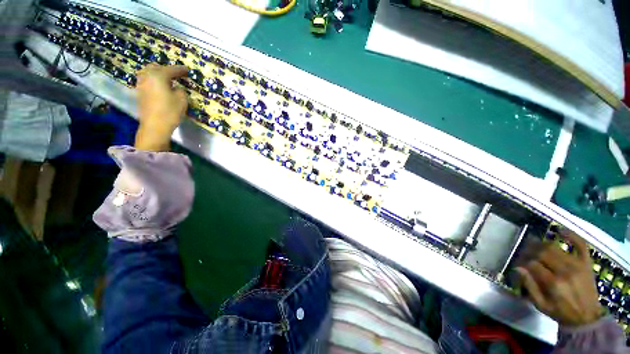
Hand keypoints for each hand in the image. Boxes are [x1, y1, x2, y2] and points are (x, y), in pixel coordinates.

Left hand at [134, 64, 188, 151]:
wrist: (154, 126)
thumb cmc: (170, 111)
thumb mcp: (182, 100)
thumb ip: (180, 90)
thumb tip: (176, 88)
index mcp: (158, 75)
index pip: (172, 70)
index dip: (181, 70)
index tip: (187, 70)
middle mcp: (147, 76)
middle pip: (155, 67)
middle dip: (166, 69)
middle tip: (176, 75)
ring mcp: (141, 84)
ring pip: (148, 73)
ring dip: (157, 74)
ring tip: (167, 80)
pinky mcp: (140, 93)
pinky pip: (146, 81)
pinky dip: (153, 81)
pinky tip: (160, 86)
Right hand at [516, 230, 602, 326]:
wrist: (588, 317)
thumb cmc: (561, 312)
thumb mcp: (541, 305)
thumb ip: (529, 286)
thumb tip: (517, 268)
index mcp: (553, 283)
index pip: (532, 264)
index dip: (522, 262)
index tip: (518, 263)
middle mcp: (565, 270)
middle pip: (542, 252)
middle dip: (530, 250)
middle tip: (524, 252)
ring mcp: (577, 264)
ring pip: (555, 247)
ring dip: (542, 244)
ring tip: (535, 245)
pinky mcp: (586, 262)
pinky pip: (580, 244)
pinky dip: (570, 235)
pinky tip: (560, 230)